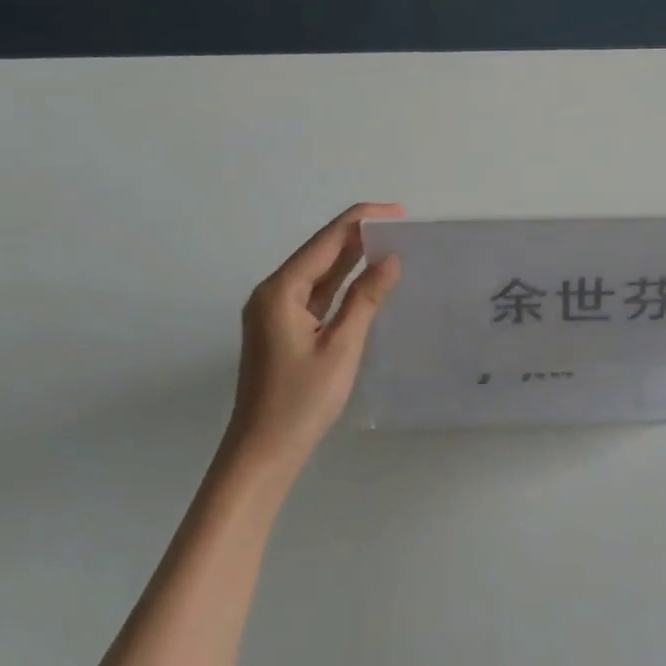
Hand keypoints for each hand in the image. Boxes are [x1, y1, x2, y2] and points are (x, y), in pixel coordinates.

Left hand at [230, 203, 403, 464]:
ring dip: (352, 257)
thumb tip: (390, 259)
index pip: (326, 241)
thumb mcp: (341, 346)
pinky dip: (342, 283)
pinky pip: (316, 293)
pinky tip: (367, 278)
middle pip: (320, 251)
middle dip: (358, 234)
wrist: (263, 453)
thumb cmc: (301, 400)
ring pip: (318, 272)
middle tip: (402, 226)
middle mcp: (273, 293)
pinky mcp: (283, 329)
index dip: (361, 221)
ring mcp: (275, 312)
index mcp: (280, 290)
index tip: (398, 212)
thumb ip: (365, 298)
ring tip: (392, 243)